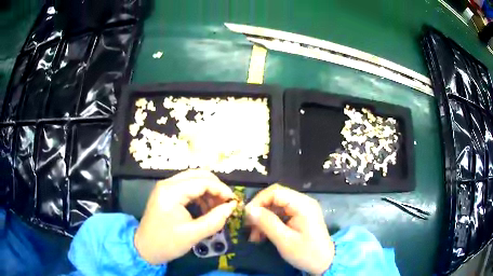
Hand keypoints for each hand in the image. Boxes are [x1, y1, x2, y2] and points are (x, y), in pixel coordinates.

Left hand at [134, 169, 236, 264]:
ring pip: (194, 179)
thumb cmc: (167, 243)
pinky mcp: (166, 193)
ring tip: (216, 209)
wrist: (144, 249)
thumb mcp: (193, 234)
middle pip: (198, 175)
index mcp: (171, 192)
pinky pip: (188, 187)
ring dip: (208, 191)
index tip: (233, 201)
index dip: (221, 190)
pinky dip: (200, 195)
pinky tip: (205, 209)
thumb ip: (215, 220)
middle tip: (226, 203)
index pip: (202, 182)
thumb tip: (231, 207)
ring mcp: (166, 187)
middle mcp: (168, 183)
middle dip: (216, 187)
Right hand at [245, 184, 333, 274]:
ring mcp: (302, 209)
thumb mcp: (284, 240)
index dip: (258, 201)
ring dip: (263, 219)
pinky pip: (281, 214)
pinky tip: (262, 235)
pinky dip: (270, 223)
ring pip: (276, 206)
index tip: (247, 216)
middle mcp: (303, 202)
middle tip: (248, 226)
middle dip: (260, 211)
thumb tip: (249, 209)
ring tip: (254, 235)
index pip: (275, 192)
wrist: (324, 262)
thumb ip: (267, 223)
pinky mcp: (300, 217)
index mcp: (302, 205)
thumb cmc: (306, 253)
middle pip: (275, 197)